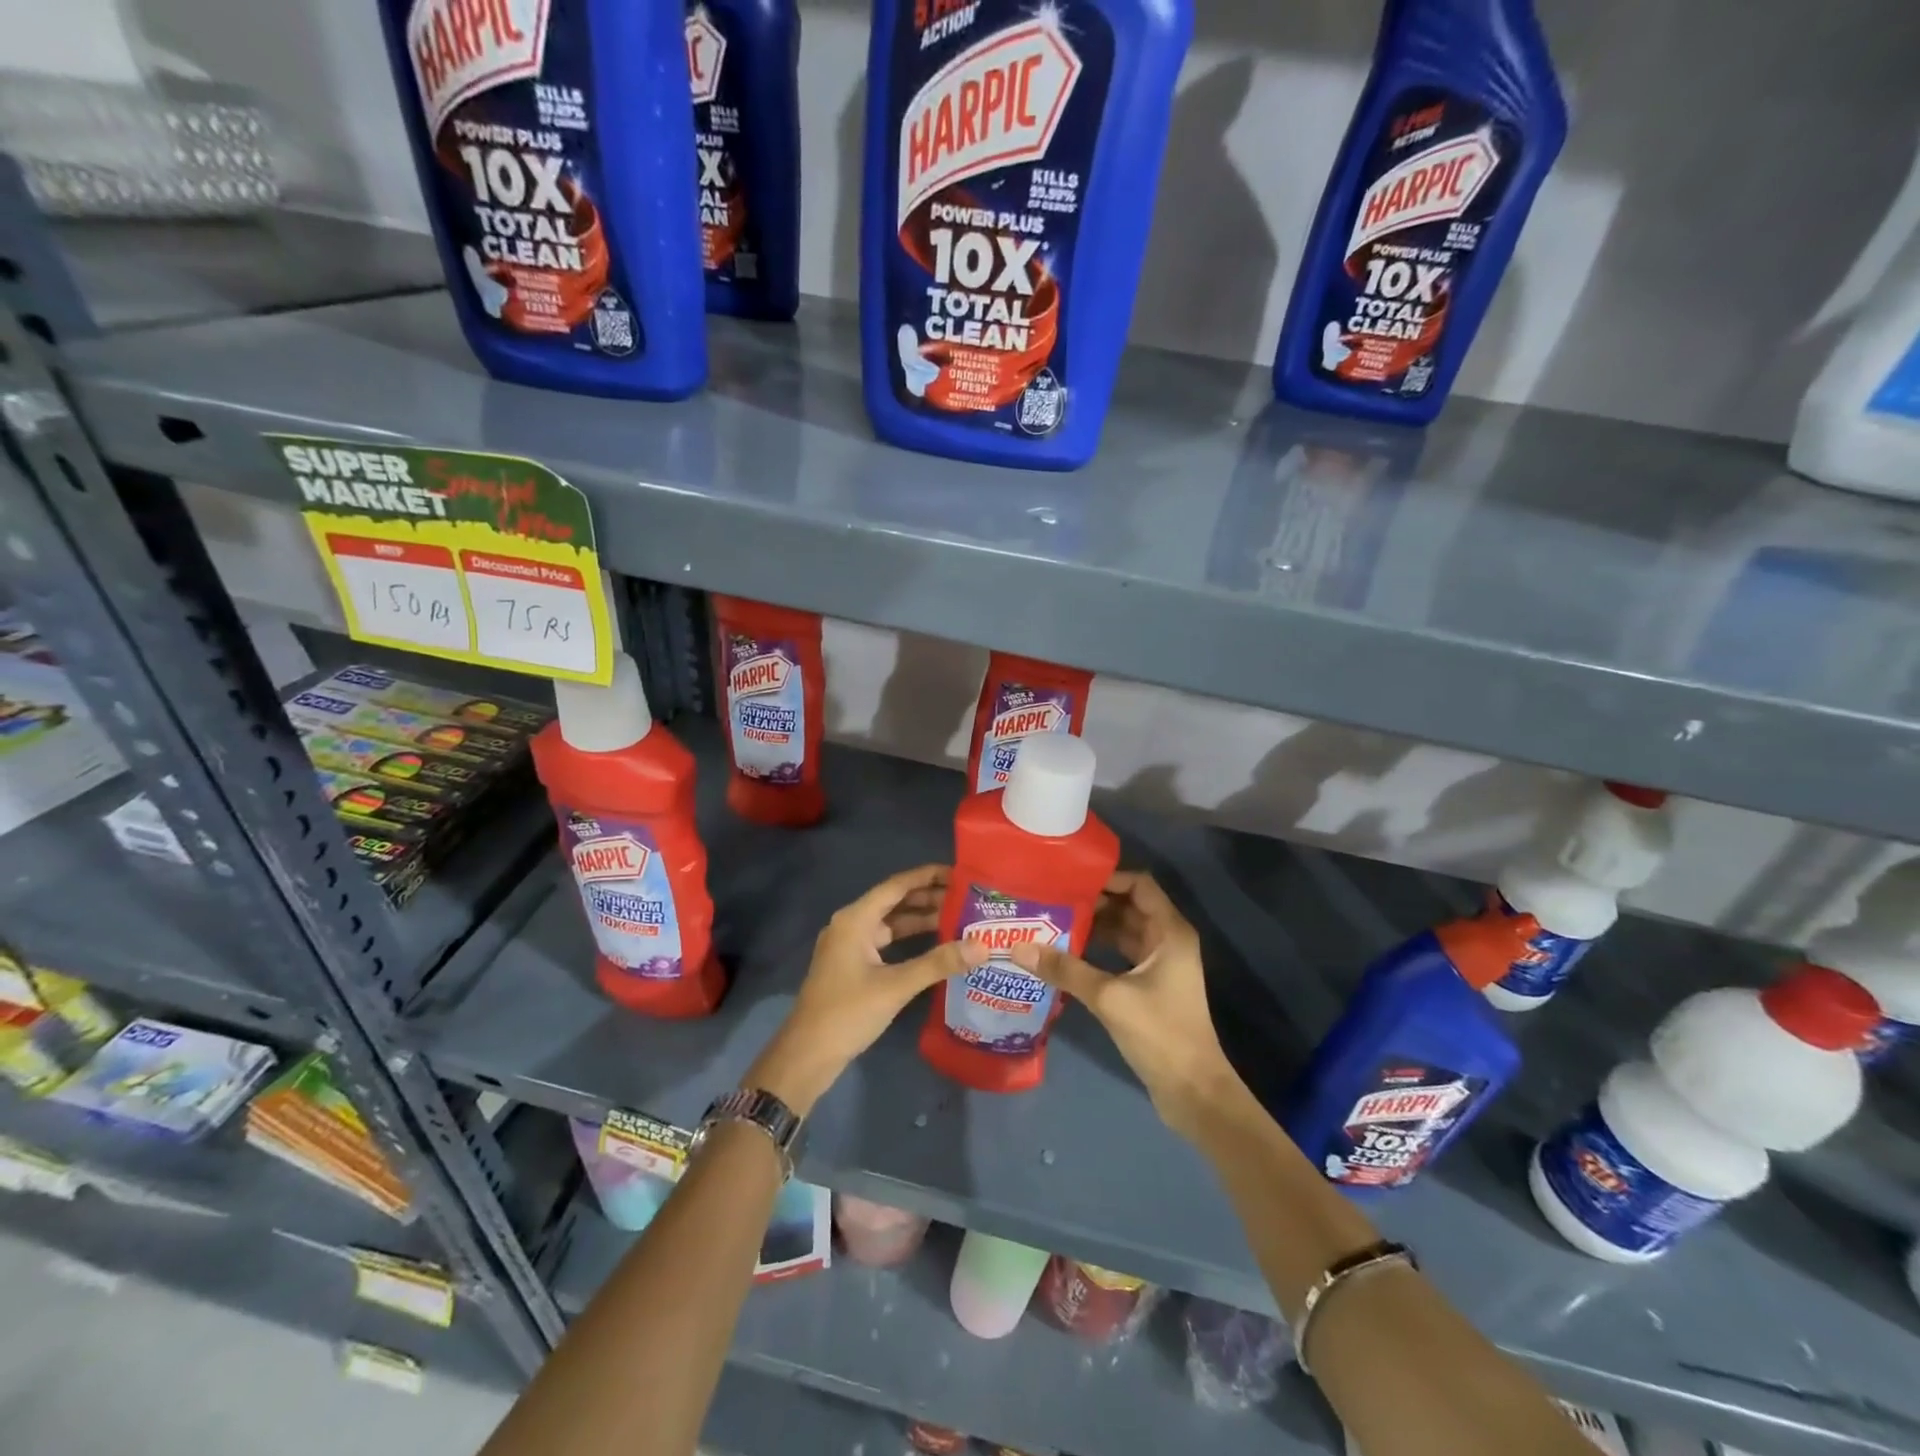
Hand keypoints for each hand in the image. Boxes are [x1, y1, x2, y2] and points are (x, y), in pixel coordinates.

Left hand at [748, 865, 984, 1116]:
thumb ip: (938, 963)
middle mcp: (851, 925)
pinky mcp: (852, 966)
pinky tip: (935, 947)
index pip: (897, 886)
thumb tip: (981, 946)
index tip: (959, 874)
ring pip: (890, 923)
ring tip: (958, 918)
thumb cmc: (847, 1013)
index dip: (928, 876)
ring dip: (920, 920)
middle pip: (894, 902)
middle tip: (966, 898)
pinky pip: (886, 942)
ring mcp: (850, 946)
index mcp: (855, 919)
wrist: (807, 1055)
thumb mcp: (895, 986)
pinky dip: (909, 940)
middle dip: (929, 898)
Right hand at [1010, 871, 1248, 1139]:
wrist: (1193, 1091)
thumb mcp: (1109, 997)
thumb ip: (1065, 970)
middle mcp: (1167, 940)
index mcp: (1170, 931)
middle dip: (1092, 901)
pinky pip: (1119, 955)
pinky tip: (1064, 954)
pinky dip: (1096, 950)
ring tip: (1050, 920)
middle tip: (1050, 897)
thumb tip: (1019, 948)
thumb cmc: (1160, 1033)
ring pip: (1122, 931)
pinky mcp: (1149, 986)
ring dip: (1092, 926)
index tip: (1070, 878)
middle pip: (1127, 906)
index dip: (1107, 877)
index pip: (1139, 884)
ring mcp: (1159, 964)